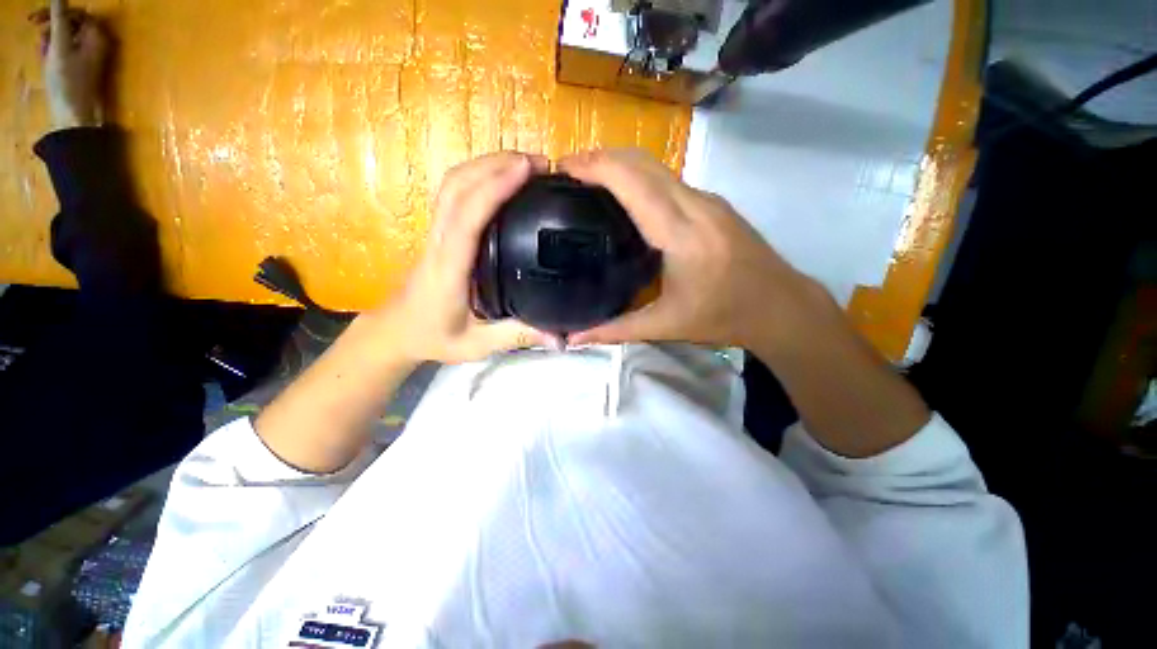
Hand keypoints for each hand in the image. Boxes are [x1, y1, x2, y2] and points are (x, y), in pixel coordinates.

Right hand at [31, 0, 108, 129]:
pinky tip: (46, 60)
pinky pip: (66, 52)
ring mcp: (91, 56)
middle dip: (52, 28)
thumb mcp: (59, 45)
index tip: (35, 19)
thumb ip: (59, 18)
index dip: (56, 12)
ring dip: (52, 40)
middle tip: (38, 36)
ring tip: (43, 50)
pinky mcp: (82, 68)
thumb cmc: (67, 79)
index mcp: (97, 36)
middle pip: (72, 25)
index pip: (77, 13)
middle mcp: (98, 44)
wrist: (74, 114)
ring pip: (67, 38)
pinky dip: (54, 51)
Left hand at [378, 151, 558, 363]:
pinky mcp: (441, 230)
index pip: (468, 216)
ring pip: (453, 182)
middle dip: (497, 164)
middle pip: (457, 185)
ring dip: (488, 164)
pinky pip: (455, 191)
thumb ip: (517, 337)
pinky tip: (503, 179)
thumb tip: (560, 339)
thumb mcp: (477, 344)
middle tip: (540, 164)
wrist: (397, 330)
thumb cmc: (434, 336)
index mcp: (449, 267)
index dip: (495, 188)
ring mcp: (437, 231)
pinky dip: (480, 174)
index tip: (528, 171)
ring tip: (527, 164)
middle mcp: (440, 240)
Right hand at [561, 149, 820, 350]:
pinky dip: (639, 177)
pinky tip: (625, 195)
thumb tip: (573, 338)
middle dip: (600, 157)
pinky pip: (669, 179)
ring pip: (656, 167)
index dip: (594, 166)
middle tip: (567, 171)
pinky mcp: (713, 203)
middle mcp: (695, 205)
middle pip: (642, 163)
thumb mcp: (665, 326)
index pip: (632, 183)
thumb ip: (614, 330)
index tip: (561, 167)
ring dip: (620, 164)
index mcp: (681, 234)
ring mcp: (707, 200)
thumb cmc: (723, 317)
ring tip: (588, 179)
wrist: (781, 306)